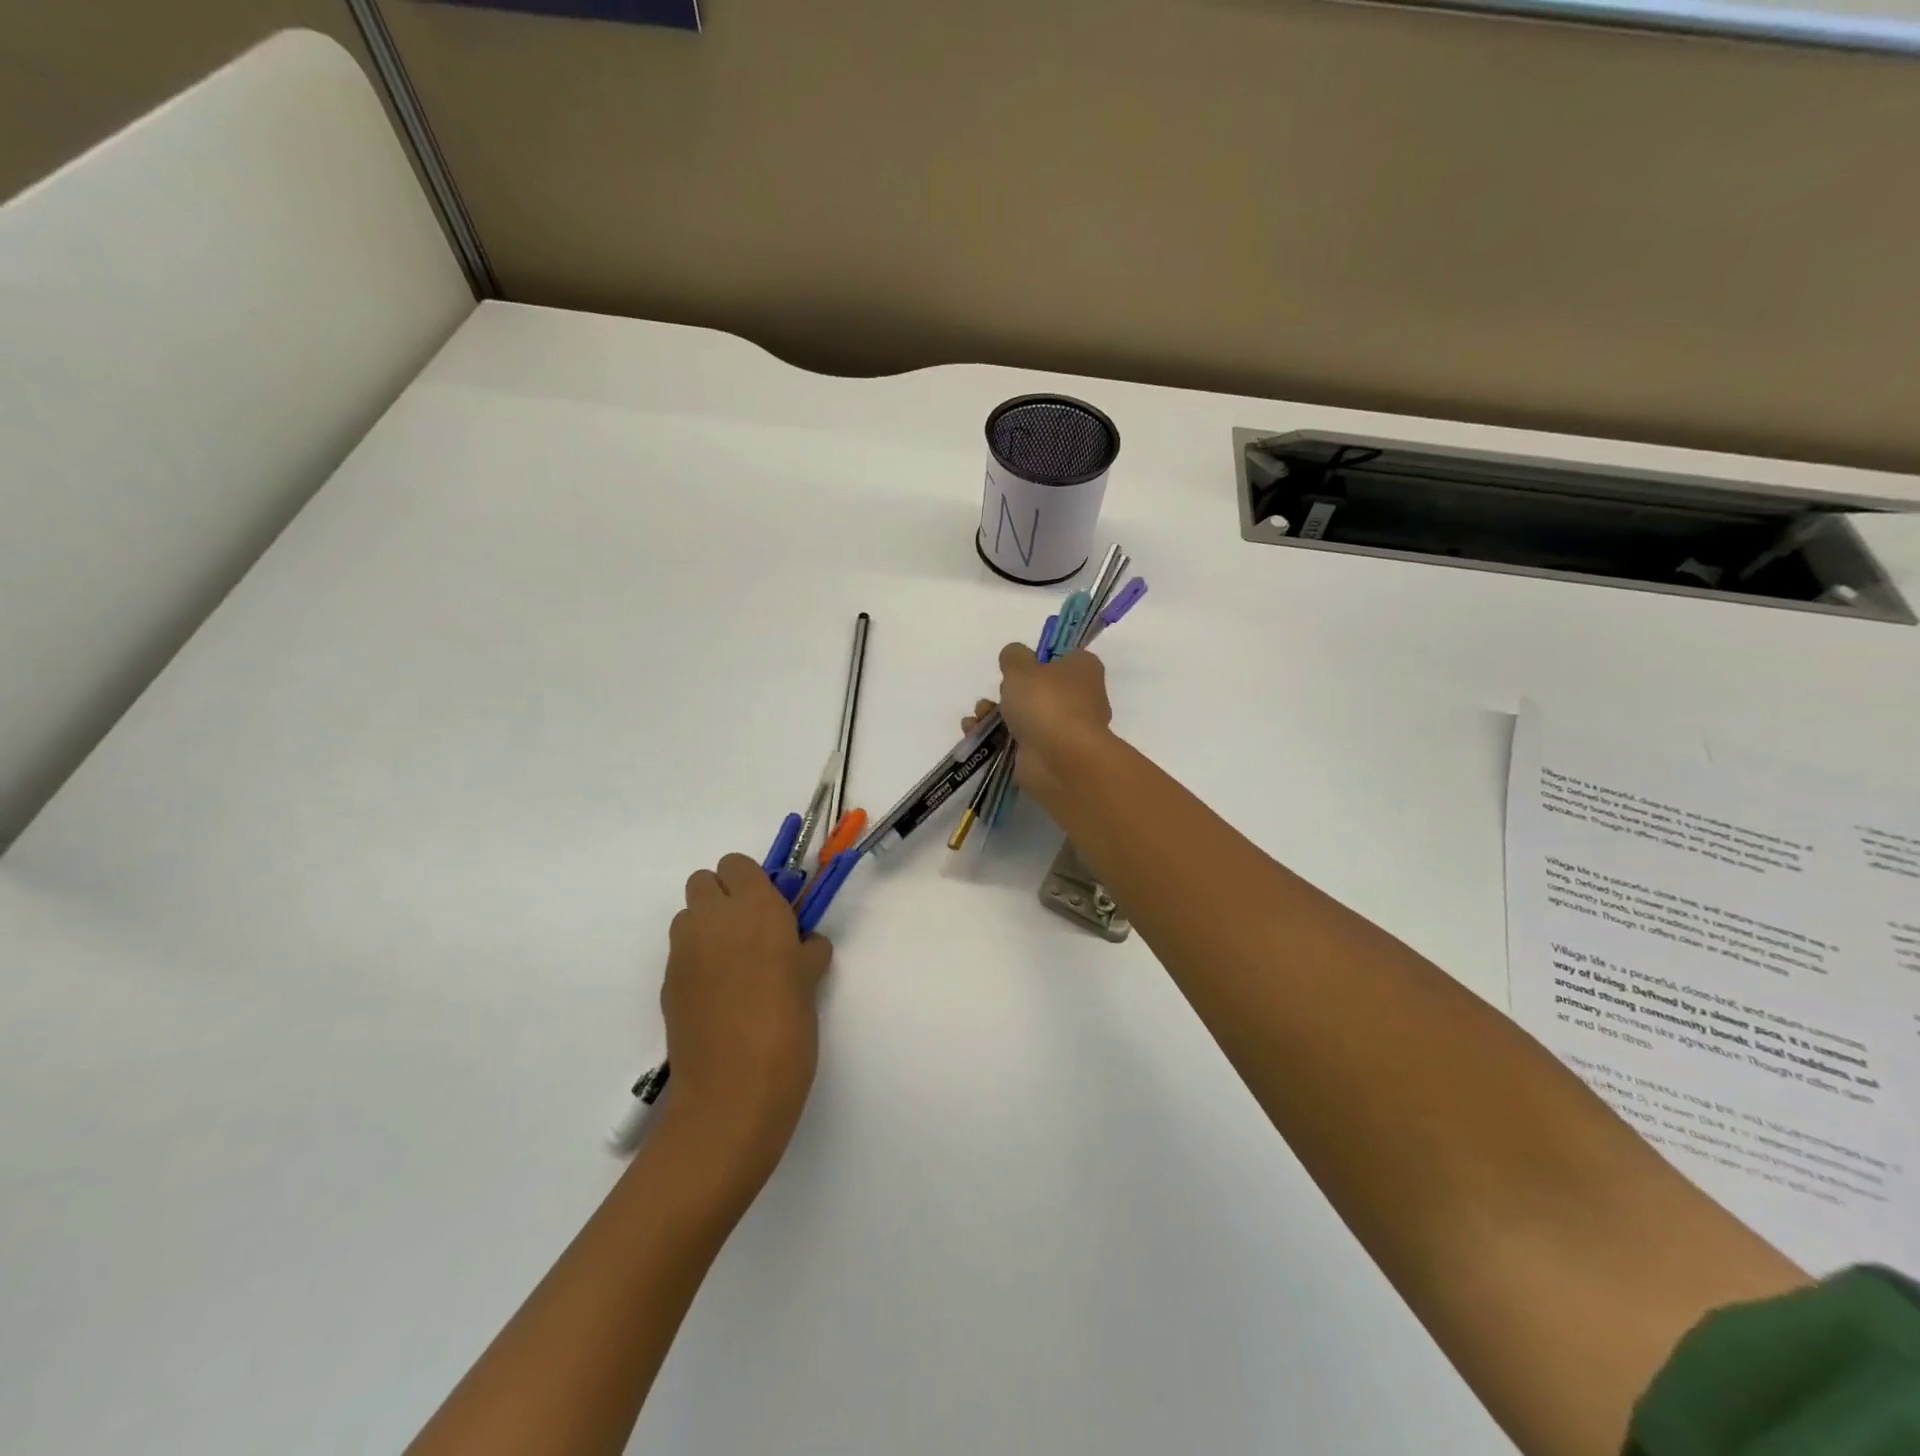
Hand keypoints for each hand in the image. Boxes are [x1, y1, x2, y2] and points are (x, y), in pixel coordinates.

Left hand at [661, 853, 831, 1182]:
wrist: (733, 1091)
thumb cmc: (786, 1026)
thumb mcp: (811, 981)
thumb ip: (807, 950)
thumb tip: (803, 945)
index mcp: (755, 907)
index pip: (737, 864)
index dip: (752, 882)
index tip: (771, 909)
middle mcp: (713, 918)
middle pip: (704, 881)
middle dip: (724, 897)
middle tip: (750, 932)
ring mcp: (684, 951)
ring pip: (688, 916)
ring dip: (707, 927)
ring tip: (733, 965)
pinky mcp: (667, 983)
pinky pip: (681, 953)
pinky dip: (697, 960)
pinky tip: (717, 996)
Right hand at [962, 643, 1113, 811]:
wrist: (1059, 760)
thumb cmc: (1046, 702)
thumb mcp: (1021, 666)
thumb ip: (1013, 656)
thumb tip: (1015, 657)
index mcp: (1083, 670)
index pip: (1064, 658)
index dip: (1039, 659)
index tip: (1018, 665)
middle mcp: (1080, 699)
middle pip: (1039, 689)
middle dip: (1009, 691)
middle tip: (998, 692)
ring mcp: (1064, 730)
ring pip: (1025, 716)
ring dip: (995, 714)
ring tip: (977, 716)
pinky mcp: (1047, 755)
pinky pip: (1017, 741)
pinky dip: (995, 737)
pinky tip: (974, 732)